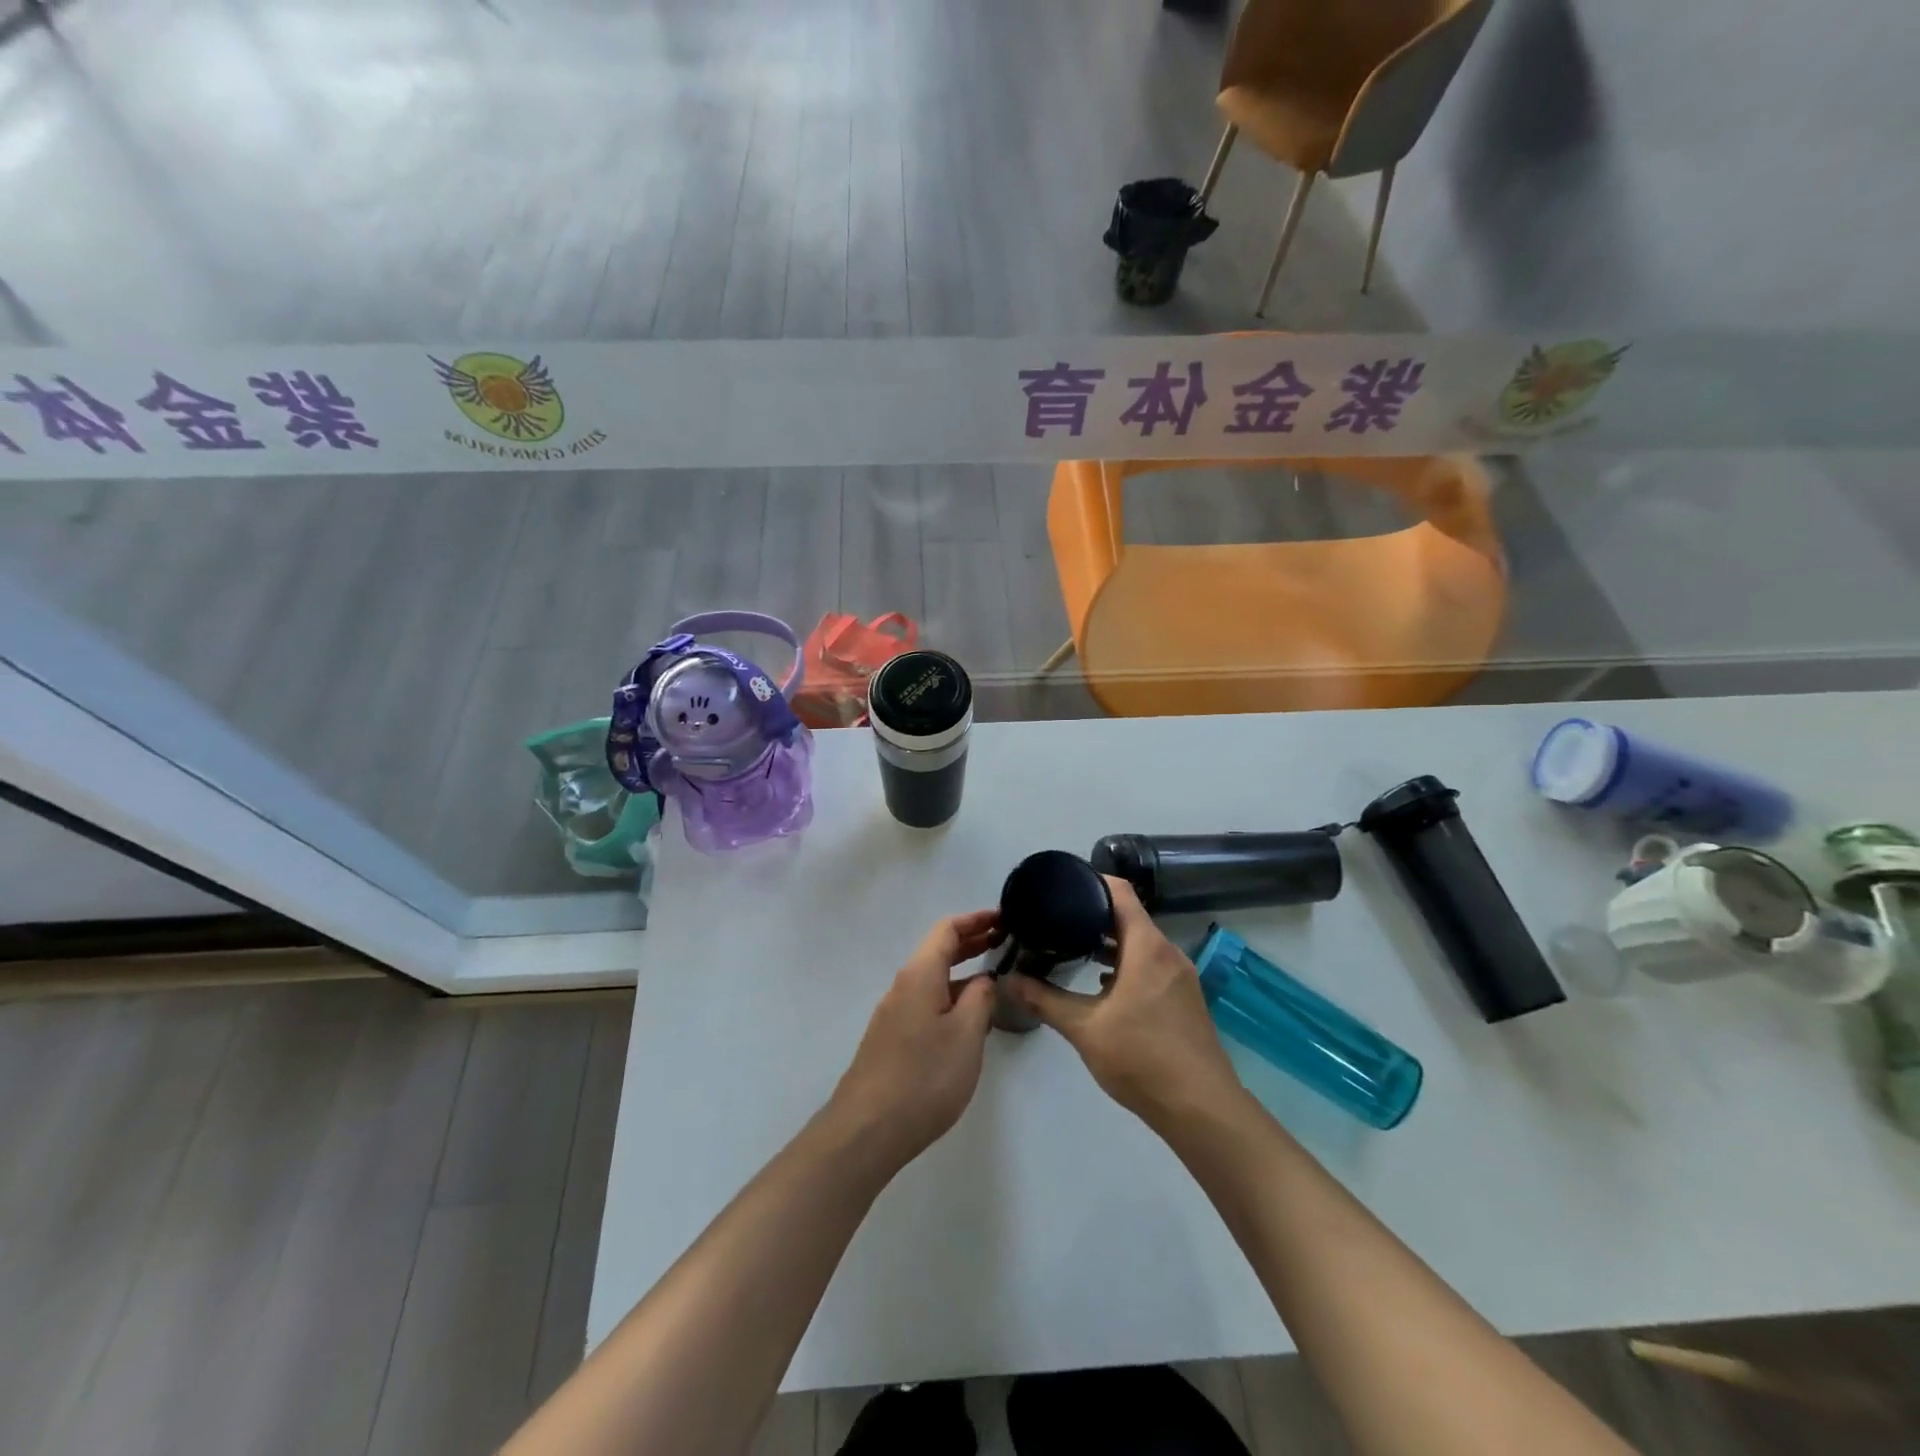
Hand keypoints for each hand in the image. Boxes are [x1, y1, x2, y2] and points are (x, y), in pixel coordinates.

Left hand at [827, 909, 1001, 1168]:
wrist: (867, 1130)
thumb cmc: (923, 1077)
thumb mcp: (966, 1035)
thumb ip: (980, 999)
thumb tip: (983, 979)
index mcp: (920, 975)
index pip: (947, 929)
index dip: (976, 919)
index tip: (1005, 917)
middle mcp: (903, 986)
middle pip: (938, 950)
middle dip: (971, 941)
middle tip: (1006, 940)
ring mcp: (894, 1014)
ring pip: (932, 978)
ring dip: (962, 971)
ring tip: (995, 976)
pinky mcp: (892, 1040)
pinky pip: (926, 1002)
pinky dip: (951, 995)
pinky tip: (969, 1017)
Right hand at [1003, 877, 1244, 1131]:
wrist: (1201, 1109)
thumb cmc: (1141, 1058)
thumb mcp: (1084, 1028)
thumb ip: (1044, 1000)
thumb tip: (1008, 980)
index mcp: (1147, 947)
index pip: (1121, 892)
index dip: (1093, 881)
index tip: (1063, 884)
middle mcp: (1168, 953)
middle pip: (1130, 917)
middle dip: (1093, 914)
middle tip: (1056, 918)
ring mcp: (1180, 977)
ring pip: (1140, 944)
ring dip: (1109, 942)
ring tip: (1072, 947)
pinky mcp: (1184, 1000)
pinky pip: (1151, 966)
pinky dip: (1125, 964)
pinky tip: (1101, 984)